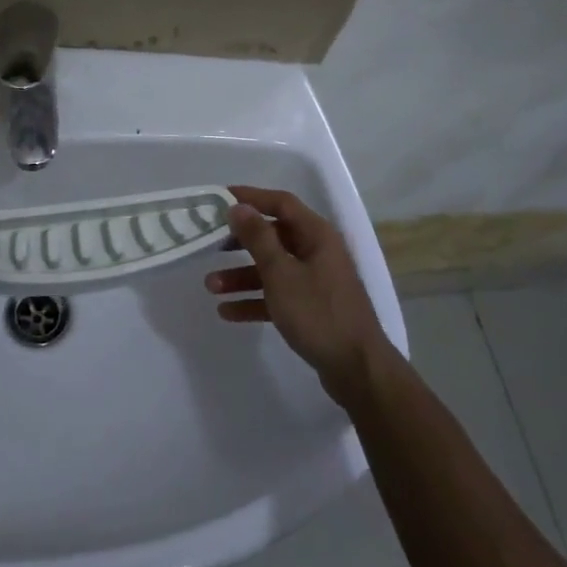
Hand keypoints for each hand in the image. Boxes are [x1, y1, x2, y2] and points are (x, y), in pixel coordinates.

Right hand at [206, 186, 392, 407]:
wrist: (357, 369)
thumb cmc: (318, 313)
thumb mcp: (281, 273)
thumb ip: (258, 239)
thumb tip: (239, 207)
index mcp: (317, 236)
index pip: (281, 203)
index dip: (251, 197)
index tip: (219, 198)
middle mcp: (317, 252)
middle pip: (273, 236)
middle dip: (239, 241)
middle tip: (209, 243)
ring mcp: (316, 281)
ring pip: (272, 269)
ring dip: (240, 275)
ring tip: (210, 286)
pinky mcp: (311, 308)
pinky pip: (277, 295)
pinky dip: (254, 300)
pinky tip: (227, 312)